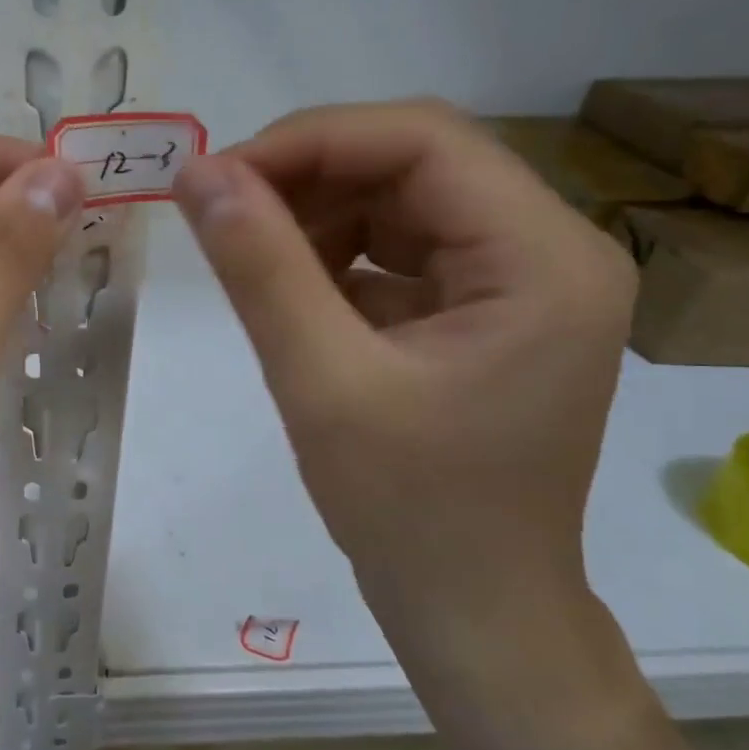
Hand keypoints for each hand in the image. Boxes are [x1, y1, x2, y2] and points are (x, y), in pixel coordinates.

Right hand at [172, 102, 635, 671]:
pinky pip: (400, 250)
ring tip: (248, 253)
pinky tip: (291, 290)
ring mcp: (520, 281)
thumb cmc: (409, 509)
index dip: (310, 141)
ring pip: (401, 202)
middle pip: (415, 163)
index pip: (423, 141)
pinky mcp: (484, 311)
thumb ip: (260, 268)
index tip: (216, 175)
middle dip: (308, 176)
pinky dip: (335, 256)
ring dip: (316, 214)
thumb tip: (198, 173)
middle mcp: (550, 251)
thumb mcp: (321, 381)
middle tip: (218, 209)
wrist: (471, 608)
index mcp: (543, 258)